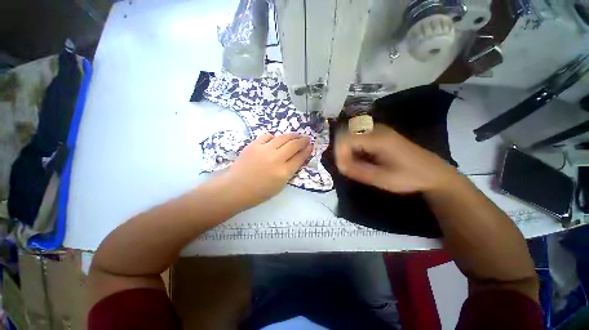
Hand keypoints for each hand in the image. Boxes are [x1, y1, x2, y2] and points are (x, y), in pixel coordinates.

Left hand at [220, 133, 312, 207]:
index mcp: (284, 172)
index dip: (307, 150)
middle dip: (303, 140)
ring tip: (296, 135)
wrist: (235, 188)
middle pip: (294, 145)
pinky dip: (274, 137)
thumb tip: (297, 158)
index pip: (300, 157)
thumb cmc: (259, 192)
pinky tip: (276, 140)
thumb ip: (290, 171)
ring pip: (283, 137)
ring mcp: (264, 150)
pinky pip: (268, 136)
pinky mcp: (254, 145)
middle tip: (306, 138)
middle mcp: (276, 159)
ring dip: (292, 135)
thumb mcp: (280, 186)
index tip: (311, 146)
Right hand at [335, 124, 458, 193]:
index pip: (346, 138)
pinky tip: (360, 159)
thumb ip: (358, 171)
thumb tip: (340, 166)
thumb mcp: (383, 179)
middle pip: (345, 134)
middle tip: (346, 167)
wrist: (434, 172)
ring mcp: (378, 129)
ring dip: (346, 150)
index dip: (339, 153)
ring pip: (350, 134)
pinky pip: (357, 136)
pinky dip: (352, 148)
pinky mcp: (378, 133)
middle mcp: (376, 129)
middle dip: (341, 151)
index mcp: (379, 138)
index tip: (343, 168)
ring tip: (353, 165)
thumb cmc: (410, 177)